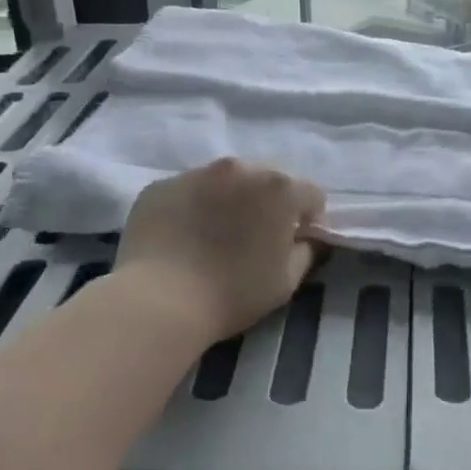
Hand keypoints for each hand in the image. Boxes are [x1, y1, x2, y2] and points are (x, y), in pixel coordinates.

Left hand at [115, 159, 325, 343]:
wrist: (159, 301)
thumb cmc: (233, 292)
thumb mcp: (287, 281)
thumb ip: (307, 251)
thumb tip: (306, 238)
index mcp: (279, 188)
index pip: (312, 195)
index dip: (308, 220)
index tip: (294, 243)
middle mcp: (241, 169)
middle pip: (268, 179)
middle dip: (269, 202)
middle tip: (255, 237)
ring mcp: (196, 173)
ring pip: (226, 181)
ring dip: (231, 200)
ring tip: (215, 235)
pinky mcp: (160, 186)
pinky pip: (189, 191)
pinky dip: (194, 206)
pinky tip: (184, 238)